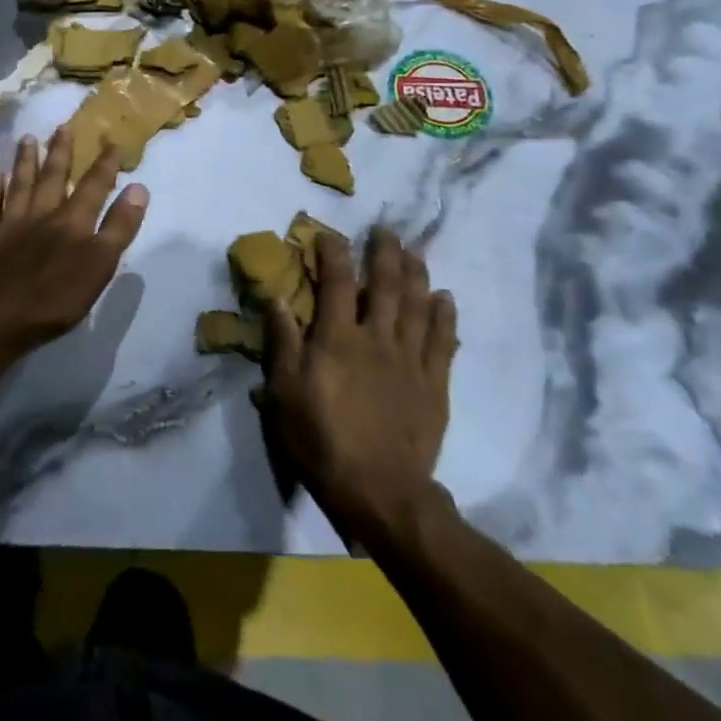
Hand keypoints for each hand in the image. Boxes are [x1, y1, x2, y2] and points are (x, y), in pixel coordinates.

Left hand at [0, 127, 149, 357]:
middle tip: (63, 126)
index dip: (105, 164)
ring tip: (27, 138)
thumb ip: (119, 227)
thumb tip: (138, 188)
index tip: (113, 141)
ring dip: (25, 161)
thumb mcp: (100, 266)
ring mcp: (9, 225)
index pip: (94, 185)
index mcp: (72, 222)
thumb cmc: (56, 299)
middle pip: (53, 177)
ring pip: (19, 185)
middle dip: (60, 151)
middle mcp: (41, 214)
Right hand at [261, 227, 459, 540]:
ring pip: (418, 305)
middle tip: (386, 230)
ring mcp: (410, 359)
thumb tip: (275, 295)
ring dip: (417, 274)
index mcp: (338, 338)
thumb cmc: (321, 439)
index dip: (334, 253)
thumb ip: (282, 340)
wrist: (379, 489)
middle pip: (386, 285)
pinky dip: (444, 316)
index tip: (330, 235)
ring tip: (415, 252)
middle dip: (384, 253)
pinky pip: (443, 340)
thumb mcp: (284, 391)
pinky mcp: (434, 383)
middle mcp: (378, 338)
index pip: (338, 282)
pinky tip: (445, 299)